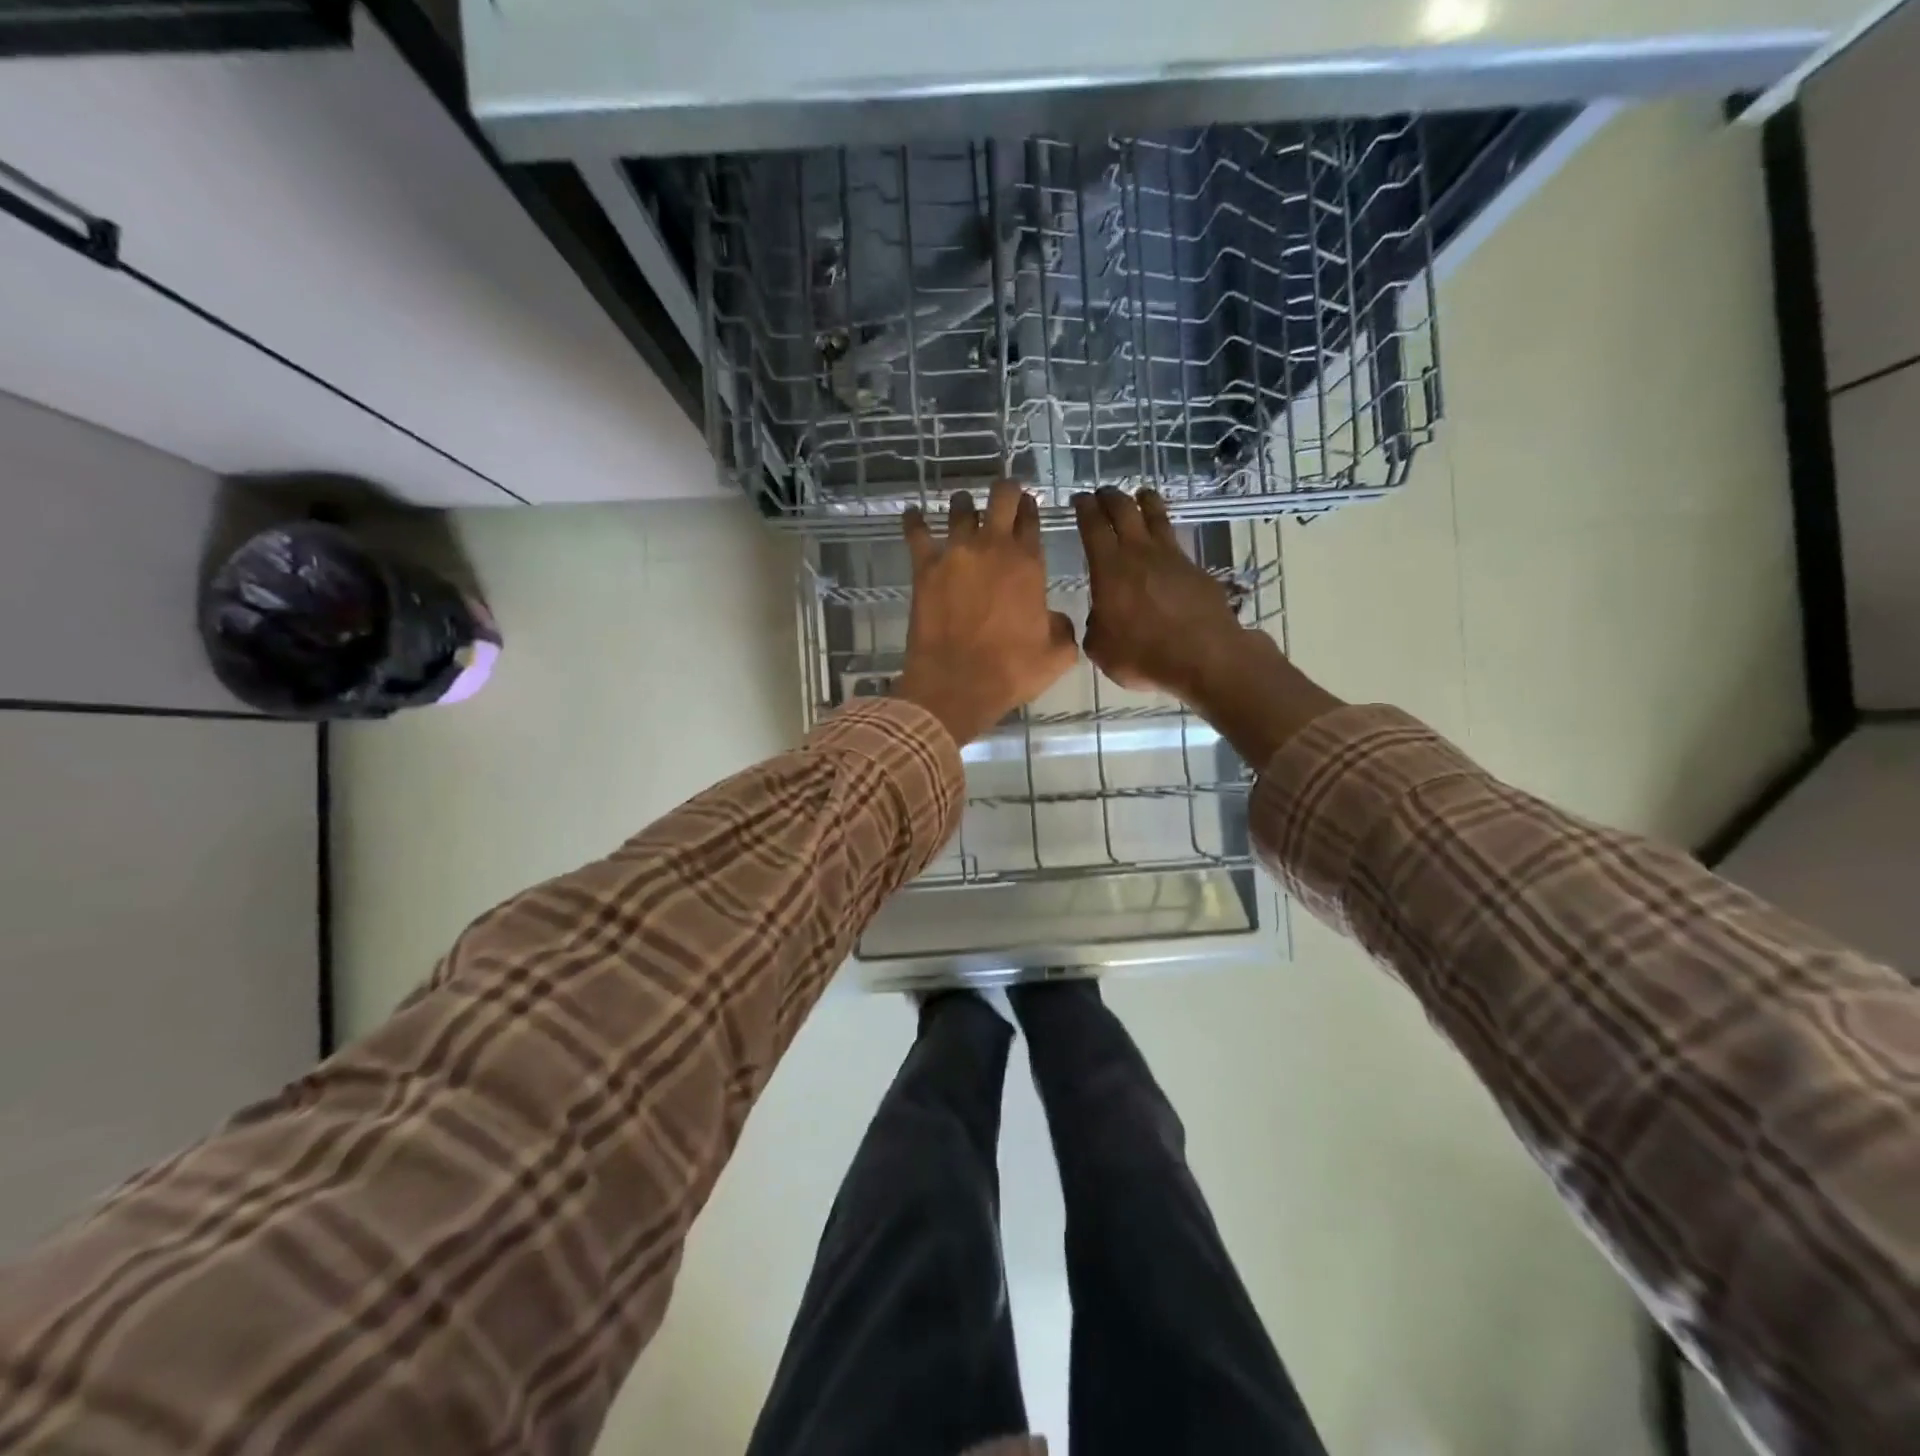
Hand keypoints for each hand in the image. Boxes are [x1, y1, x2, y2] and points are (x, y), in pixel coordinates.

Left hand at [897, 482, 1078, 744]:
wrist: (956, 685)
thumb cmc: (1010, 672)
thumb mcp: (1057, 655)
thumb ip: (1063, 628)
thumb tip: (1055, 618)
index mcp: (1028, 564)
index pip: (1031, 520)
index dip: (1030, 509)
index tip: (1028, 508)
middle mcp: (993, 548)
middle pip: (1001, 497)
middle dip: (1005, 491)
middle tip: (1004, 496)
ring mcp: (955, 554)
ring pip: (961, 508)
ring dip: (965, 504)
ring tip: (964, 507)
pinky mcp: (924, 569)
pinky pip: (917, 534)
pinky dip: (915, 521)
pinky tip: (913, 514)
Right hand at [1072, 487, 1245, 699]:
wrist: (1205, 657)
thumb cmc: (1143, 654)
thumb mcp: (1101, 648)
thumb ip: (1095, 626)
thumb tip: (1101, 617)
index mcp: (1109, 568)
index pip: (1093, 526)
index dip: (1084, 509)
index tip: (1079, 499)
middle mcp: (1140, 553)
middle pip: (1124, 510)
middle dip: (1111, 497)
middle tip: (1103, 494)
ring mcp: (1173, 557)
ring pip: (1156, 516)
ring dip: (1145, 502)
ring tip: (1140, 495)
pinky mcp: (1197, 569)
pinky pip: (1176, 542)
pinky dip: (1166, 535)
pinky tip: (1165, 544)